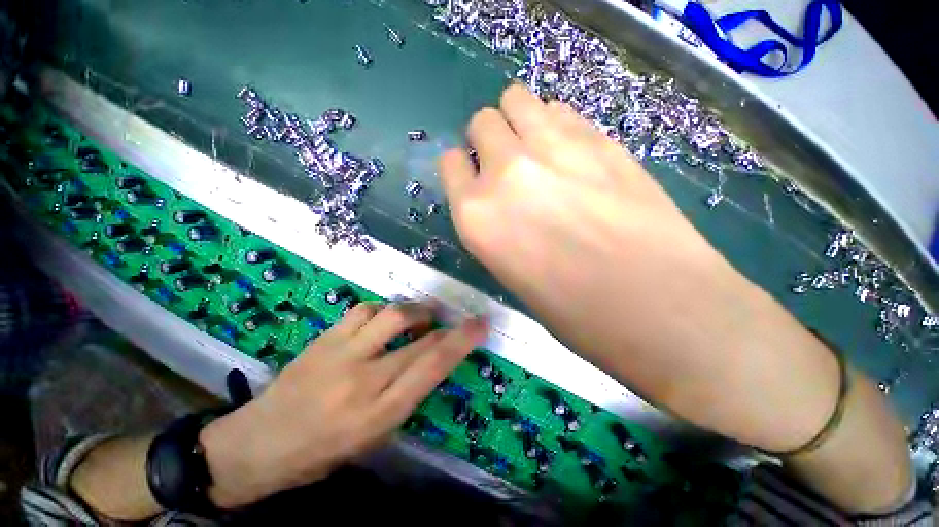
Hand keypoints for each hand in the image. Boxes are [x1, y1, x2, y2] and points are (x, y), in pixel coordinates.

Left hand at [200, 302, 486, 508]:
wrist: (259, 445)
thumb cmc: (323, 451)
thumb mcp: (375, 436)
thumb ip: (407, 394)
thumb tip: (432, 359)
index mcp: (381, 414)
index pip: (432, 369)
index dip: (461, 343)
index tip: (480, 325)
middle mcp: (365, 380)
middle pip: (420, 340)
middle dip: (449, 324)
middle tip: (460, 316)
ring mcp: (342, 354)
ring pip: (392, 315)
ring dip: (416, 311)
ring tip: (423, 314)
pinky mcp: (324, 339)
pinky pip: (364, 310)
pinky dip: (382, 310)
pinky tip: (385, 318)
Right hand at [438, 84, 840, 451]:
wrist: (659, 308)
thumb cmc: (573, 312)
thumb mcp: (511, 274)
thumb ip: (497, 226)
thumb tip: (501, 202)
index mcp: (476, 216)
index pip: (451, 164)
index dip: (463, 170)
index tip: (477, 181)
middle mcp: (505, 172)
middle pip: (482, 122)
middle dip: (490, 140)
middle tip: (511, 167)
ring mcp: (554, 147)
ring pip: (517, 100)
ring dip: (520, 122)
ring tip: (539, 152)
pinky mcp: (601, 138)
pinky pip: (560, 110)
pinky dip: (556, 125)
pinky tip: (573, 154)